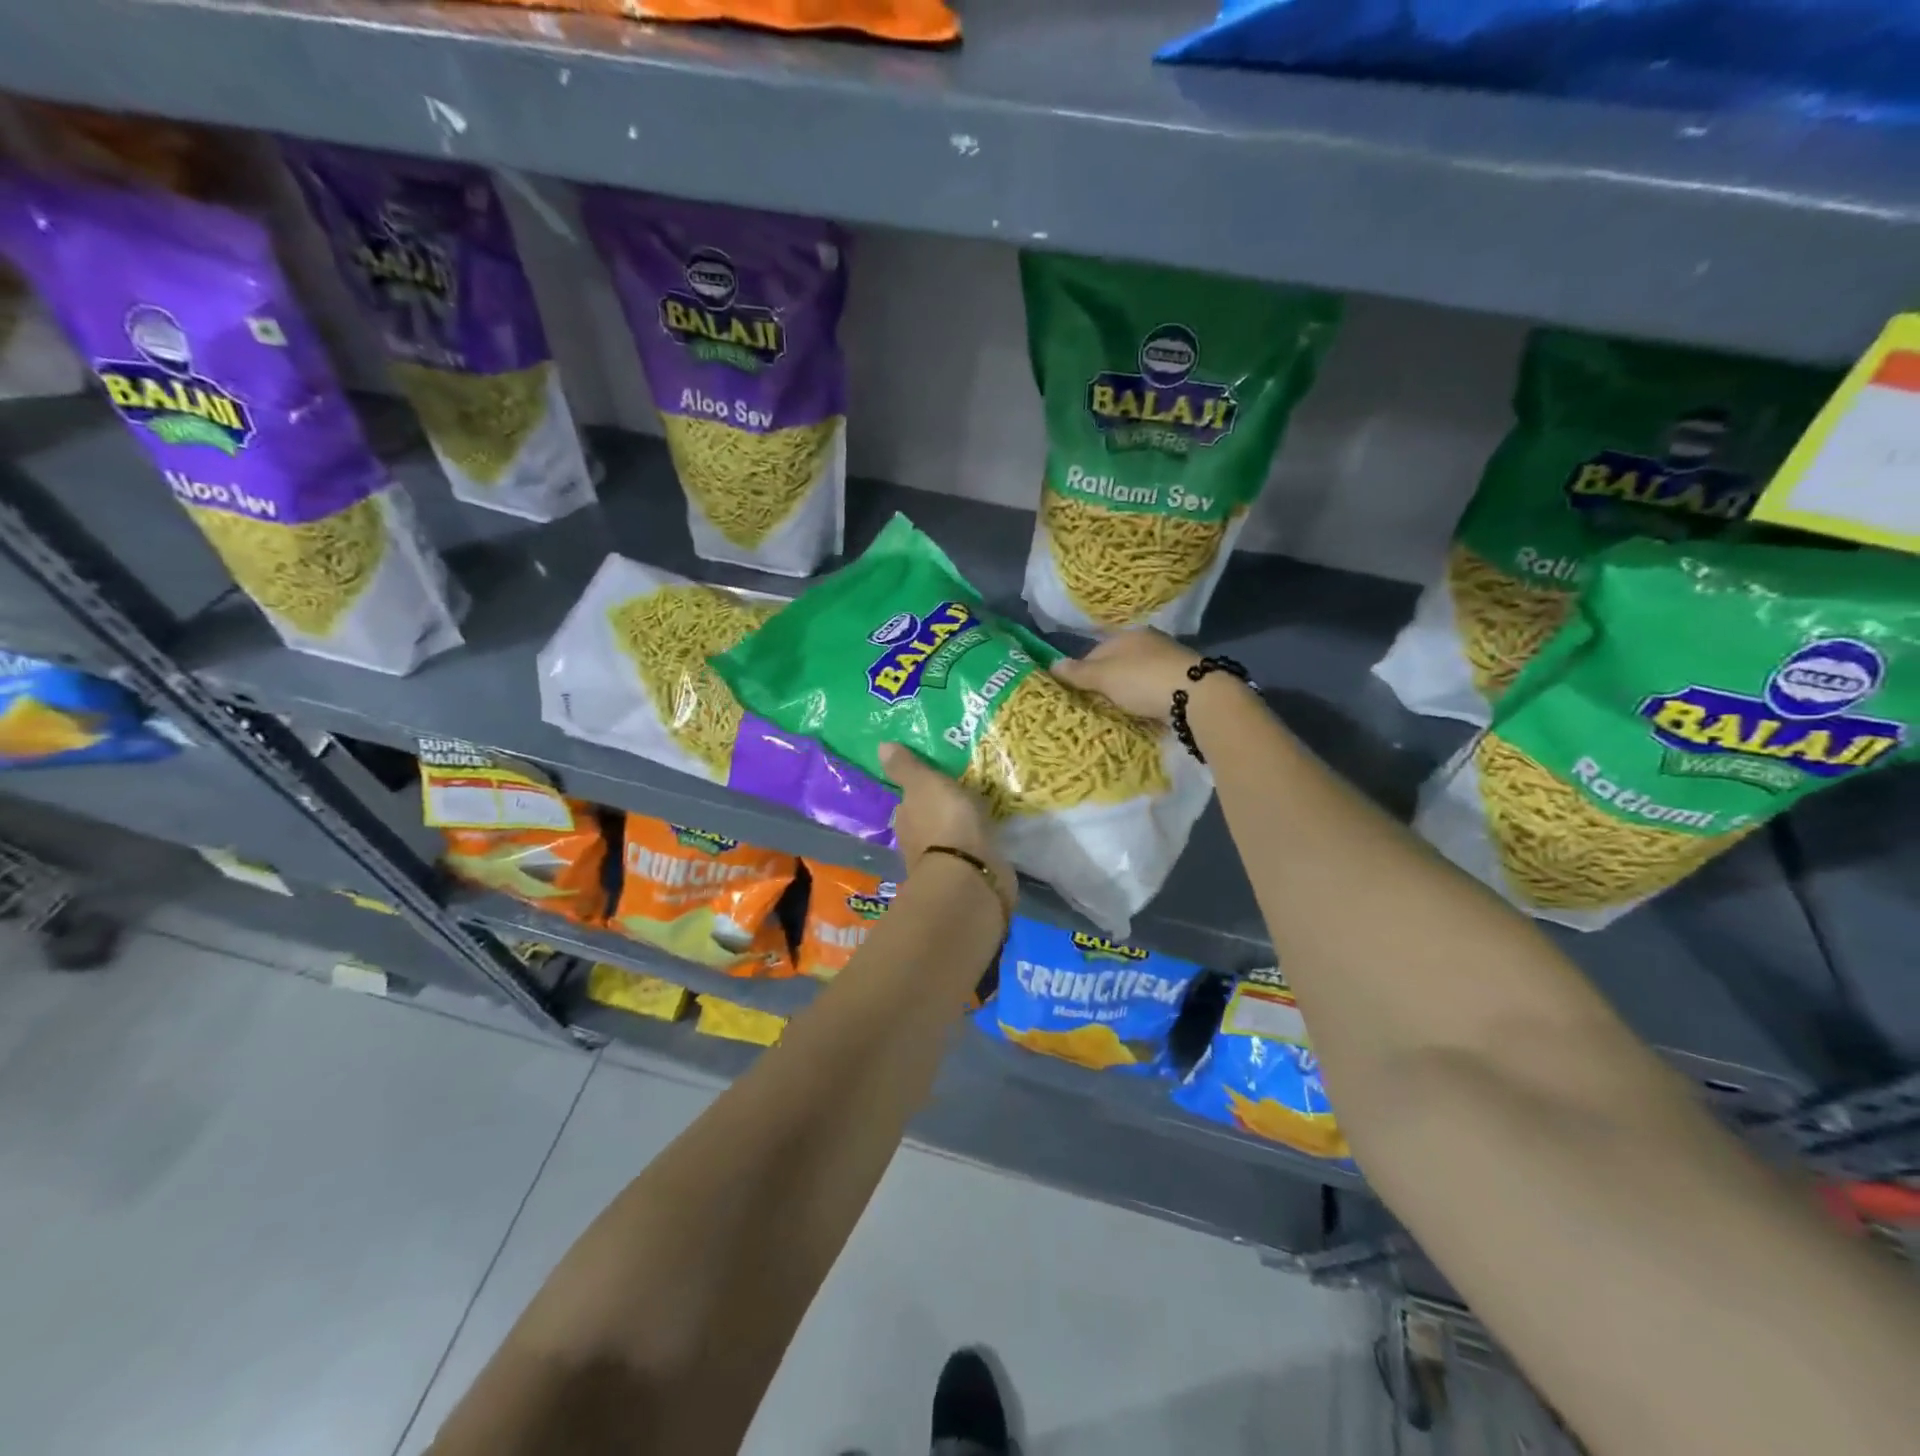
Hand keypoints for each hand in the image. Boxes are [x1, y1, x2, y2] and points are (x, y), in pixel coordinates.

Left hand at [880, 743, 1014, 914]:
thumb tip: (881, 746)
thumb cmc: (944, 822)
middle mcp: (916, 841)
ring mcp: (941, 861)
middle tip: (963, 793)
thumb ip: (906, 767)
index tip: (939, 780)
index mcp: (904, 818)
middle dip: (942, 810)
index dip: (921, 790)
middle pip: (928, 820)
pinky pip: (970, 853)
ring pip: (949, 837)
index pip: (909, 801)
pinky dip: (975, 845)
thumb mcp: (925, 784)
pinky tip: (989, 836)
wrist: (969, 875)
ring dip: (960, 828)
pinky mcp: (966, 876)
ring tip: (980, 812)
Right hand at [1048, 629, 1202, 723]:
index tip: (1077, 693)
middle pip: (1118, 663)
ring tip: (1120, 710)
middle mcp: (1149, 642)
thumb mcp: (1104, 676)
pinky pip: (1156, 688)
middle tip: (1097, 705)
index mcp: (1128, 635)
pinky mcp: (1185, 680)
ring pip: (1138, 675)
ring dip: (1129, 690)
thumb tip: (1052, 664)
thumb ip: (1078, 672)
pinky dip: (1148, 697)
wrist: (1198, 696)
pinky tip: (1145, 710)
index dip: (1083, 672)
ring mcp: (1169, 660)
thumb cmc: (1143, 680)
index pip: (1095, 651)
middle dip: (1107, 682)